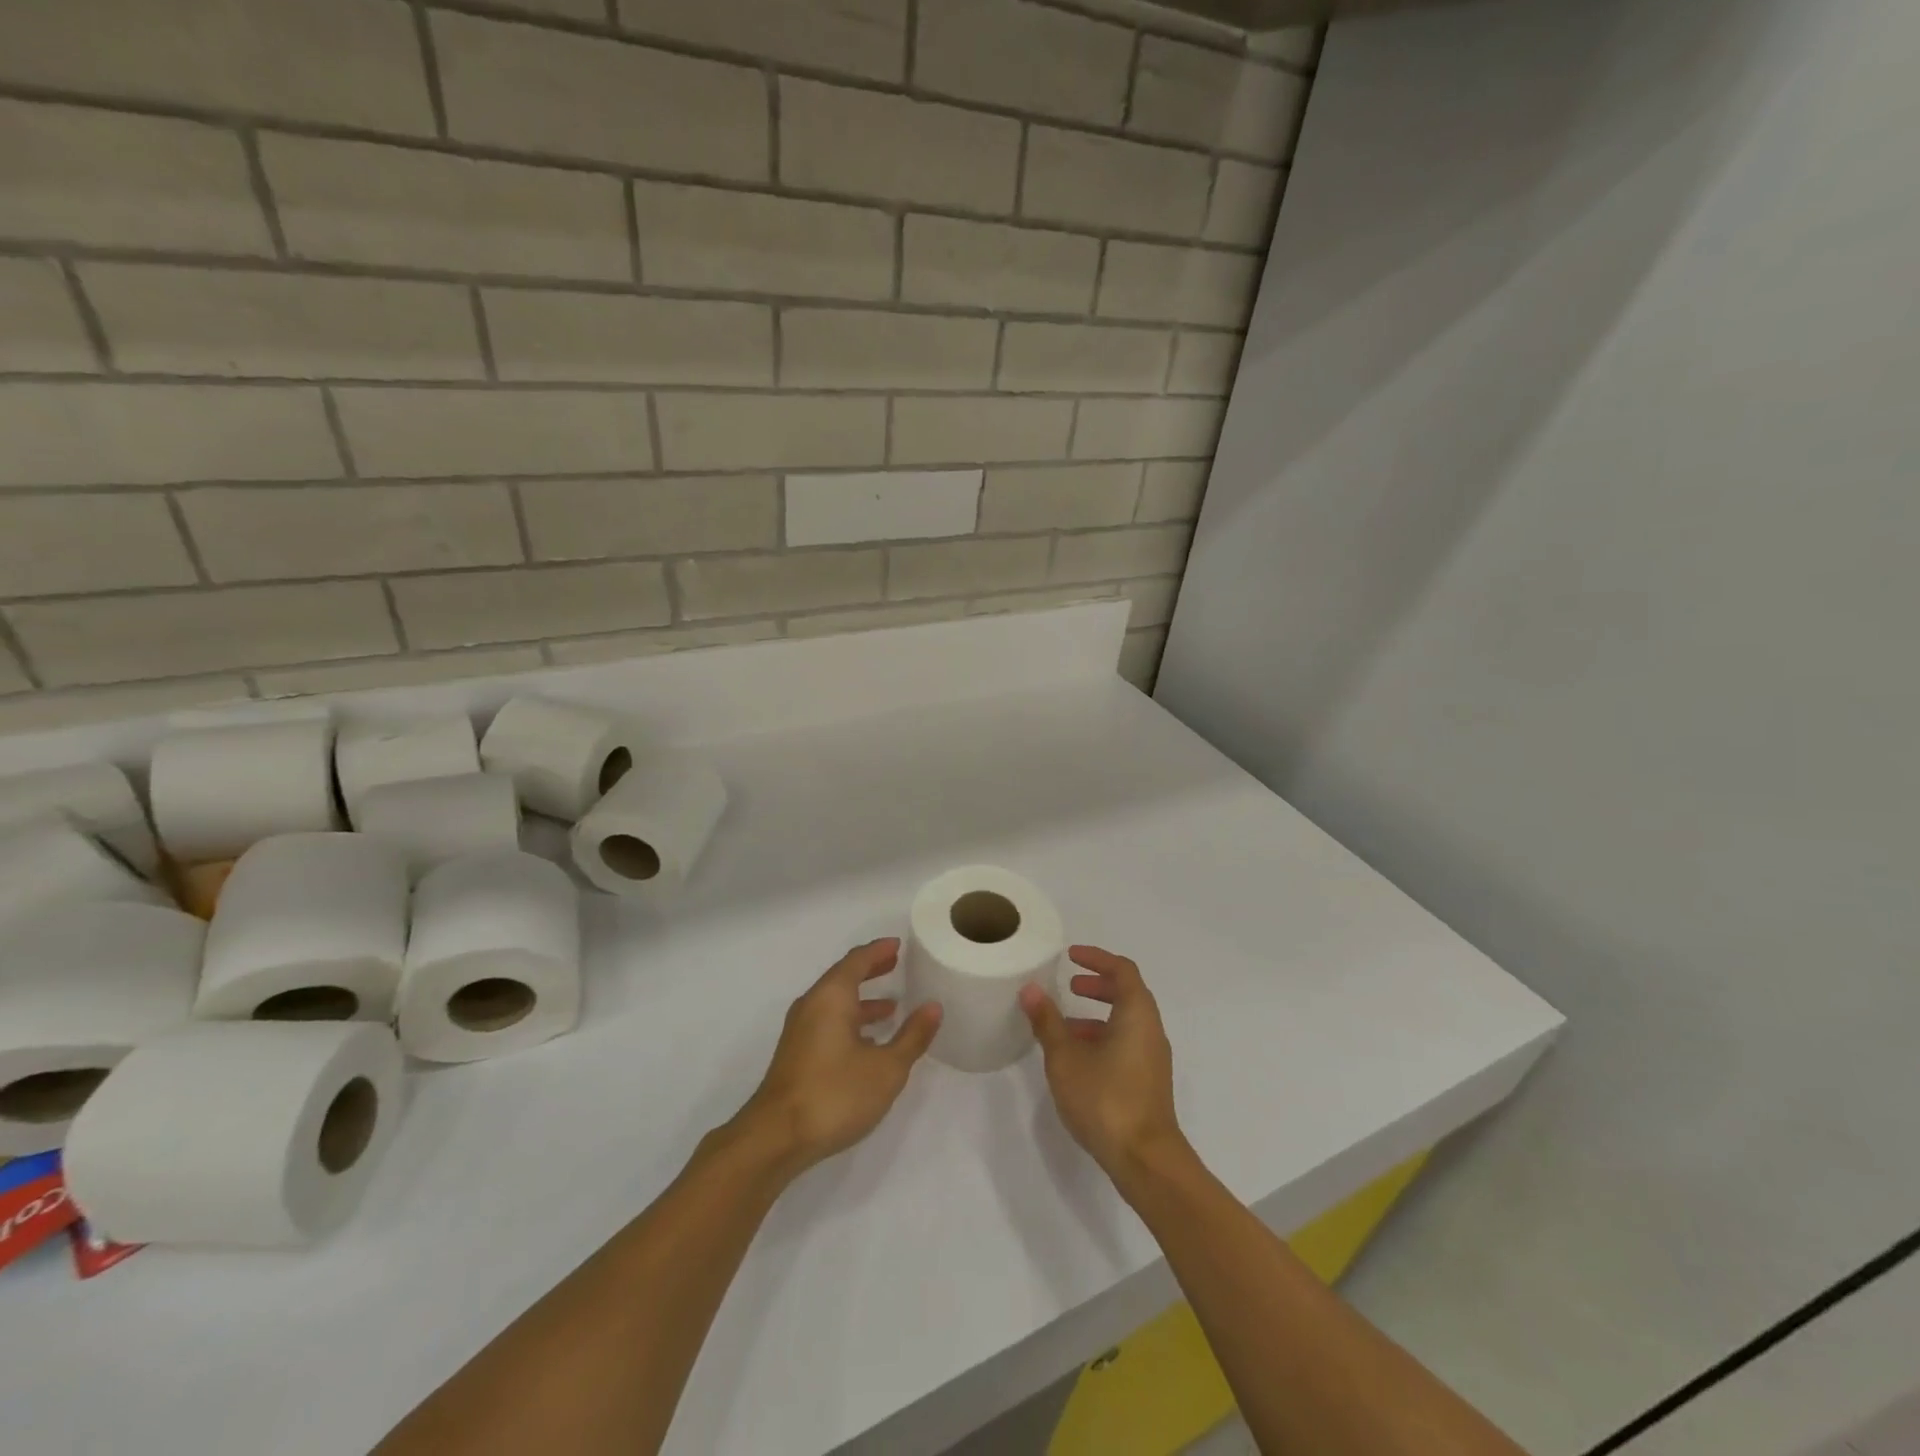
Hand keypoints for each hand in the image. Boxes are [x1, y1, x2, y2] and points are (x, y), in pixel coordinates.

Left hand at [736, 939, 941, 1175]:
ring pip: (834, 1004)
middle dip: (870, 971)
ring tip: (891, 1008)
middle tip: (895, 965)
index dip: (878, 951)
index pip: (856, 960)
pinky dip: (850, 1022)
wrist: (776, 1138)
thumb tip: (933, 1007)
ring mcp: (800, 1031)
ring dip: (862, 1002)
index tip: (897, 945)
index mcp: (831, 997)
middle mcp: (812, 1005)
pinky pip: (827, 1023)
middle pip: (843, 978)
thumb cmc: (835, 1093)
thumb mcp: (886, 1068)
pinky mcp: (796, 1055)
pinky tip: (868, 1045)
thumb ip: (912, 1036)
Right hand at [1020, 946, 1185, 1185]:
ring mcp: (1152, 1058)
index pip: (1122, 970)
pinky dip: (1103, 1037)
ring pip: (1126, 1022)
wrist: (1145, 1160)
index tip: (1071, 956)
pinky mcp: (1148, 1082)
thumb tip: (1030, 989)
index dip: (1097, 958)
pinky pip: (1126, 1044)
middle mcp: (1151, 1030)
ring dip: (1097, 1015)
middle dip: (1098, 985)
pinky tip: (1077, 1059)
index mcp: (1137, 1014)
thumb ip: (1048, 1022)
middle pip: (1127, 993)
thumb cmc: (1106, 1099)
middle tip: (1069, 986)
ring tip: (1064, 1026)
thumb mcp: (1066, 1058)